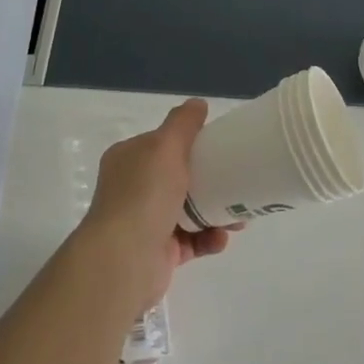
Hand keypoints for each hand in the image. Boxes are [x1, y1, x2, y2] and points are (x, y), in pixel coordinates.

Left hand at [79, 100, 235, 311]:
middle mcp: (133, 189)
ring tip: (239, 220)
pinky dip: (208, 239)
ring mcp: (145, 222)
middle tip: (238, 184)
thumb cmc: (144, 194)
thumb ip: (183, 123)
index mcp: (128, 159)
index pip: (161, 144)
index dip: (190, 143)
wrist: (125, 260)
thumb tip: (198, 103)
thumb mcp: (165, 145)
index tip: (219, 147)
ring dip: (216, 212)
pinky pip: (191, 241)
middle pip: (179, 178)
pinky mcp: (158, 253)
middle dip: (211, 181)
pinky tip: (221, 238)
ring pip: (189, 211)